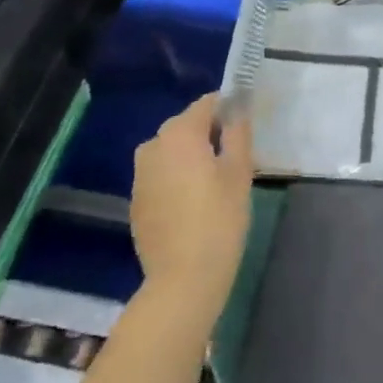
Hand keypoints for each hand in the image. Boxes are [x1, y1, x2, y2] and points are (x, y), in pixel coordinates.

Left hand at [131, 93, 254, 319]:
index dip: (229, 110)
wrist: (182, 279)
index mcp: (179, 133)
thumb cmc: (219, 220)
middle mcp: (153, 145)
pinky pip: (162, 174)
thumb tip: (238, 107)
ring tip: (216, 183)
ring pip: (173, 151)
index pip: (208, 103)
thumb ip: (238, 132)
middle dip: (211, 134)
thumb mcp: (239, 172)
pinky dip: (178, 178)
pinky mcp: (137, 199)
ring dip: (193, 157)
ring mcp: (140, 173)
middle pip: (187, 125)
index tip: (245, 129)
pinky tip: (195, 204)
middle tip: (236, 159)